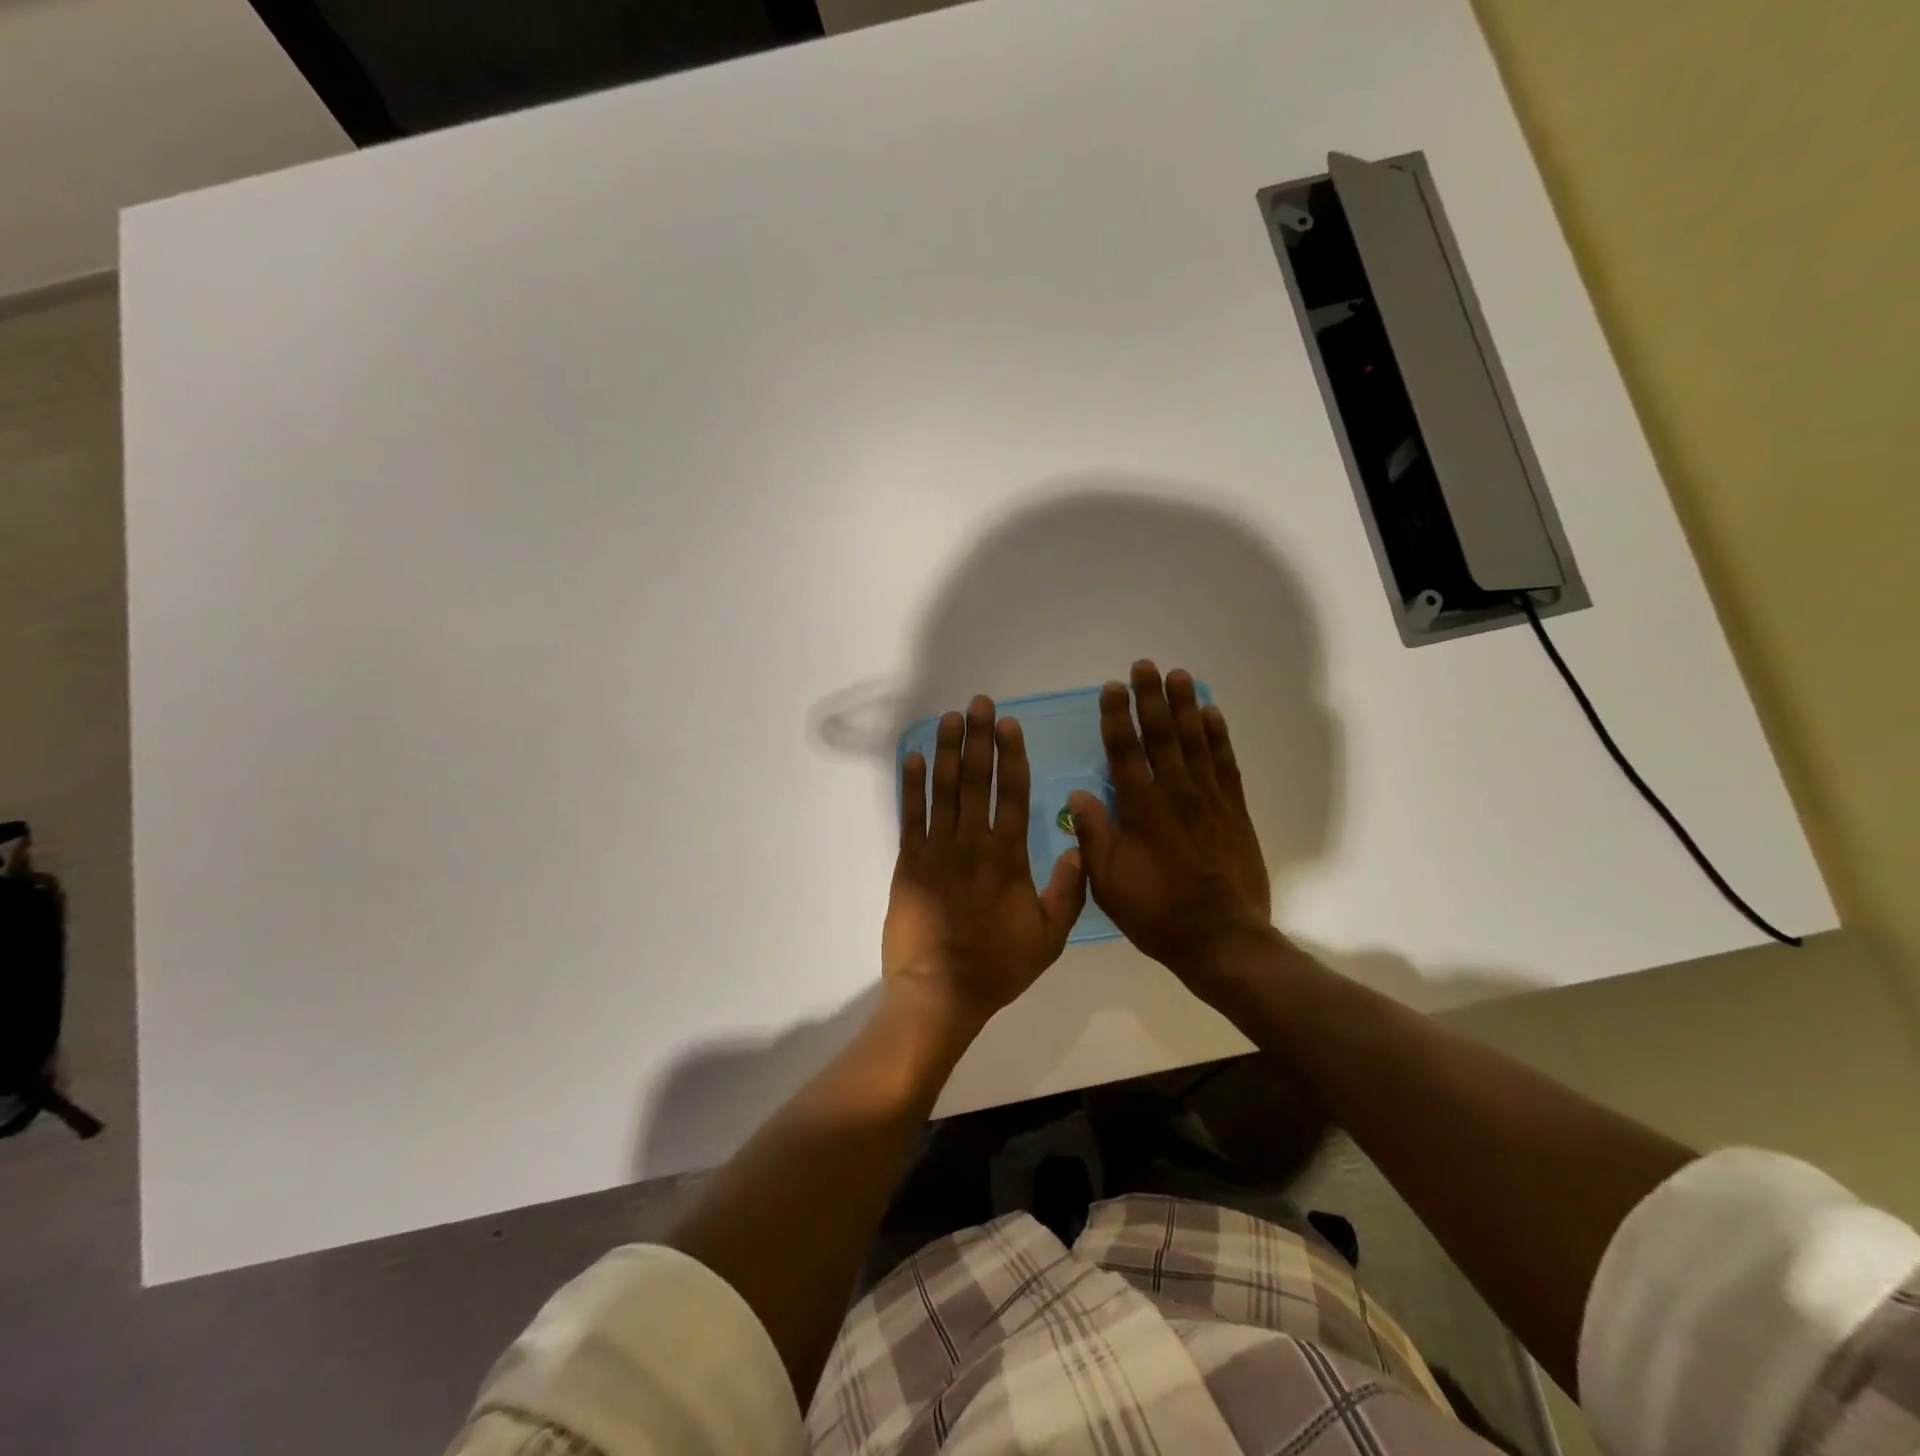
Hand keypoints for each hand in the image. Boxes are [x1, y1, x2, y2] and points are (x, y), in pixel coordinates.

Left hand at [883, 695, 1088, 1025]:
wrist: (939, 992)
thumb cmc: (997, 966)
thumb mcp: (1049, 937)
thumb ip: (1068, 891)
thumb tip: (1080, 847)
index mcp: (1008, 857)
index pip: (1012, 793)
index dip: (1011, 755)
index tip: (1009, 724)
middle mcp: (972, 844)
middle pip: (977, 780)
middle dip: (979, 738)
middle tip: (979, 703)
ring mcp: (936, 851)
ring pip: (944, 790)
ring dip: (948, 751)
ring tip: (951, 718)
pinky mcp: (909, 863)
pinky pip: (910, 816)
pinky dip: (912, 785)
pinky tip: (916, 757)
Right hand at [1068, 662, 1273, 996]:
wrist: (1222, 940)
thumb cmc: (1156, 914)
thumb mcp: (1108, 883)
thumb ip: (1093, 836)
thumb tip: (1079, 793)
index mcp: (1141, 811)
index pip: (1125, 752)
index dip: (1117, 717)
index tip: (1112, 687)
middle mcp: (1175, 795)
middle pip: (1162, 736)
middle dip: (1151, 698)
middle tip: (1145, 665)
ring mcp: (1210, 801)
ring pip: (1195, 742)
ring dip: (1185, 706)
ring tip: (1179, 676)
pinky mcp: (1235, 812)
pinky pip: (1226, 765)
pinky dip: (1219, 737)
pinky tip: (1213, 715)